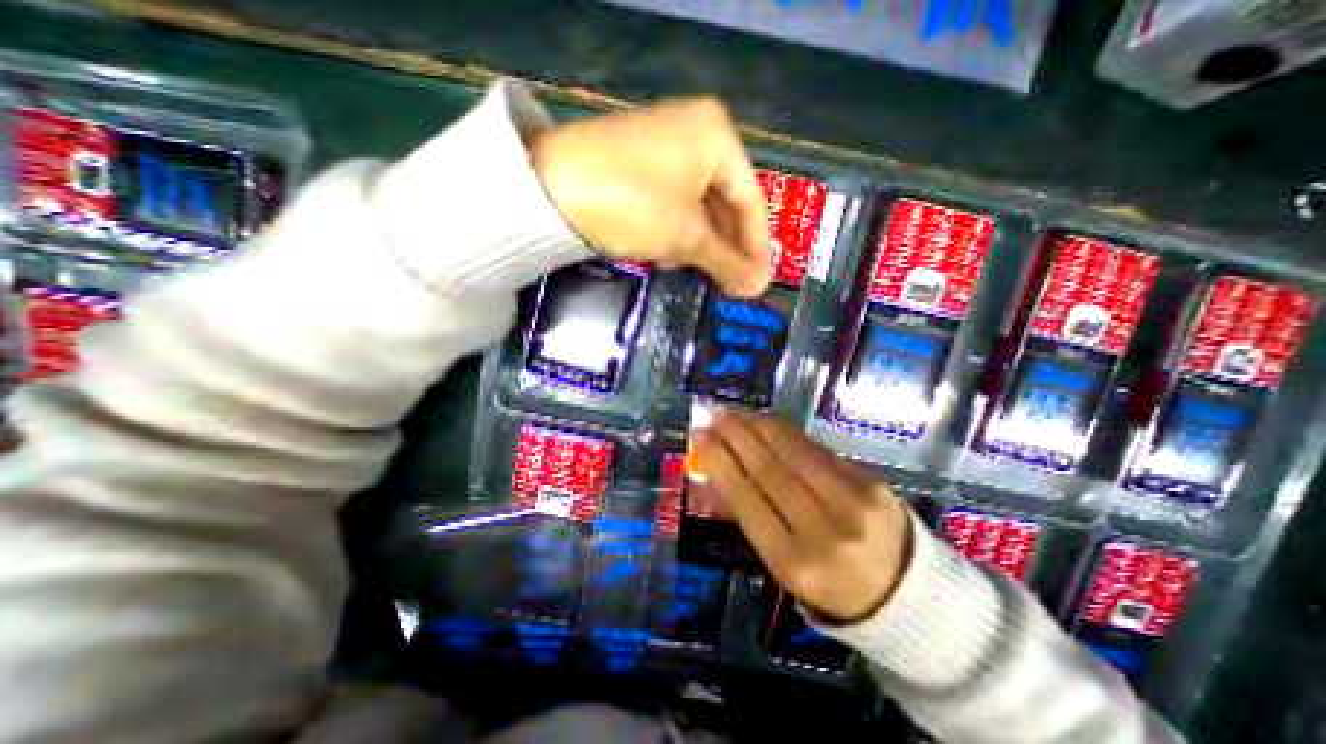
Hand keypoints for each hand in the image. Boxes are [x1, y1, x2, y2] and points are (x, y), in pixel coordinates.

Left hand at [533, 97, 772, 295]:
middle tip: (732, 286)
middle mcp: (695, 133)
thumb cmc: (631, 204)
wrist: (547, 189)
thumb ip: (725, 261)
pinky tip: (669, 256)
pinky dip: (676, 233)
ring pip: (698, 207)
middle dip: (726, 248)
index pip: (751, 200)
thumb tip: (757, 288)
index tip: (760, 283)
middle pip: (725, 203)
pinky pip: (673, 204)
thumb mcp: (685, 235)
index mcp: (717, 136)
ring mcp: (665, 147)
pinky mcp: (639, 166)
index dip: (756, 247)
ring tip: (701, 274)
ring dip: (700, 245)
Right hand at [696, 411, 912, 623]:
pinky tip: (769, 421)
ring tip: (737, 412)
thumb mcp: (783, 565)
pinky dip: (788, 431)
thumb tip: (714, 474)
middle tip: (714, 413)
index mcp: (793, 562)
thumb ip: (749, 518)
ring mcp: (853, 502)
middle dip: (736, 435)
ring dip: (759, 426)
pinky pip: (818, 448)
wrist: (905, 593)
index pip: (747, 499)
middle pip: (769, 469)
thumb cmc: (829, 583)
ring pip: (794, 451)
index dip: (720, 462)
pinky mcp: (871, 482)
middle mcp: (823, 530)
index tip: (700, 435)